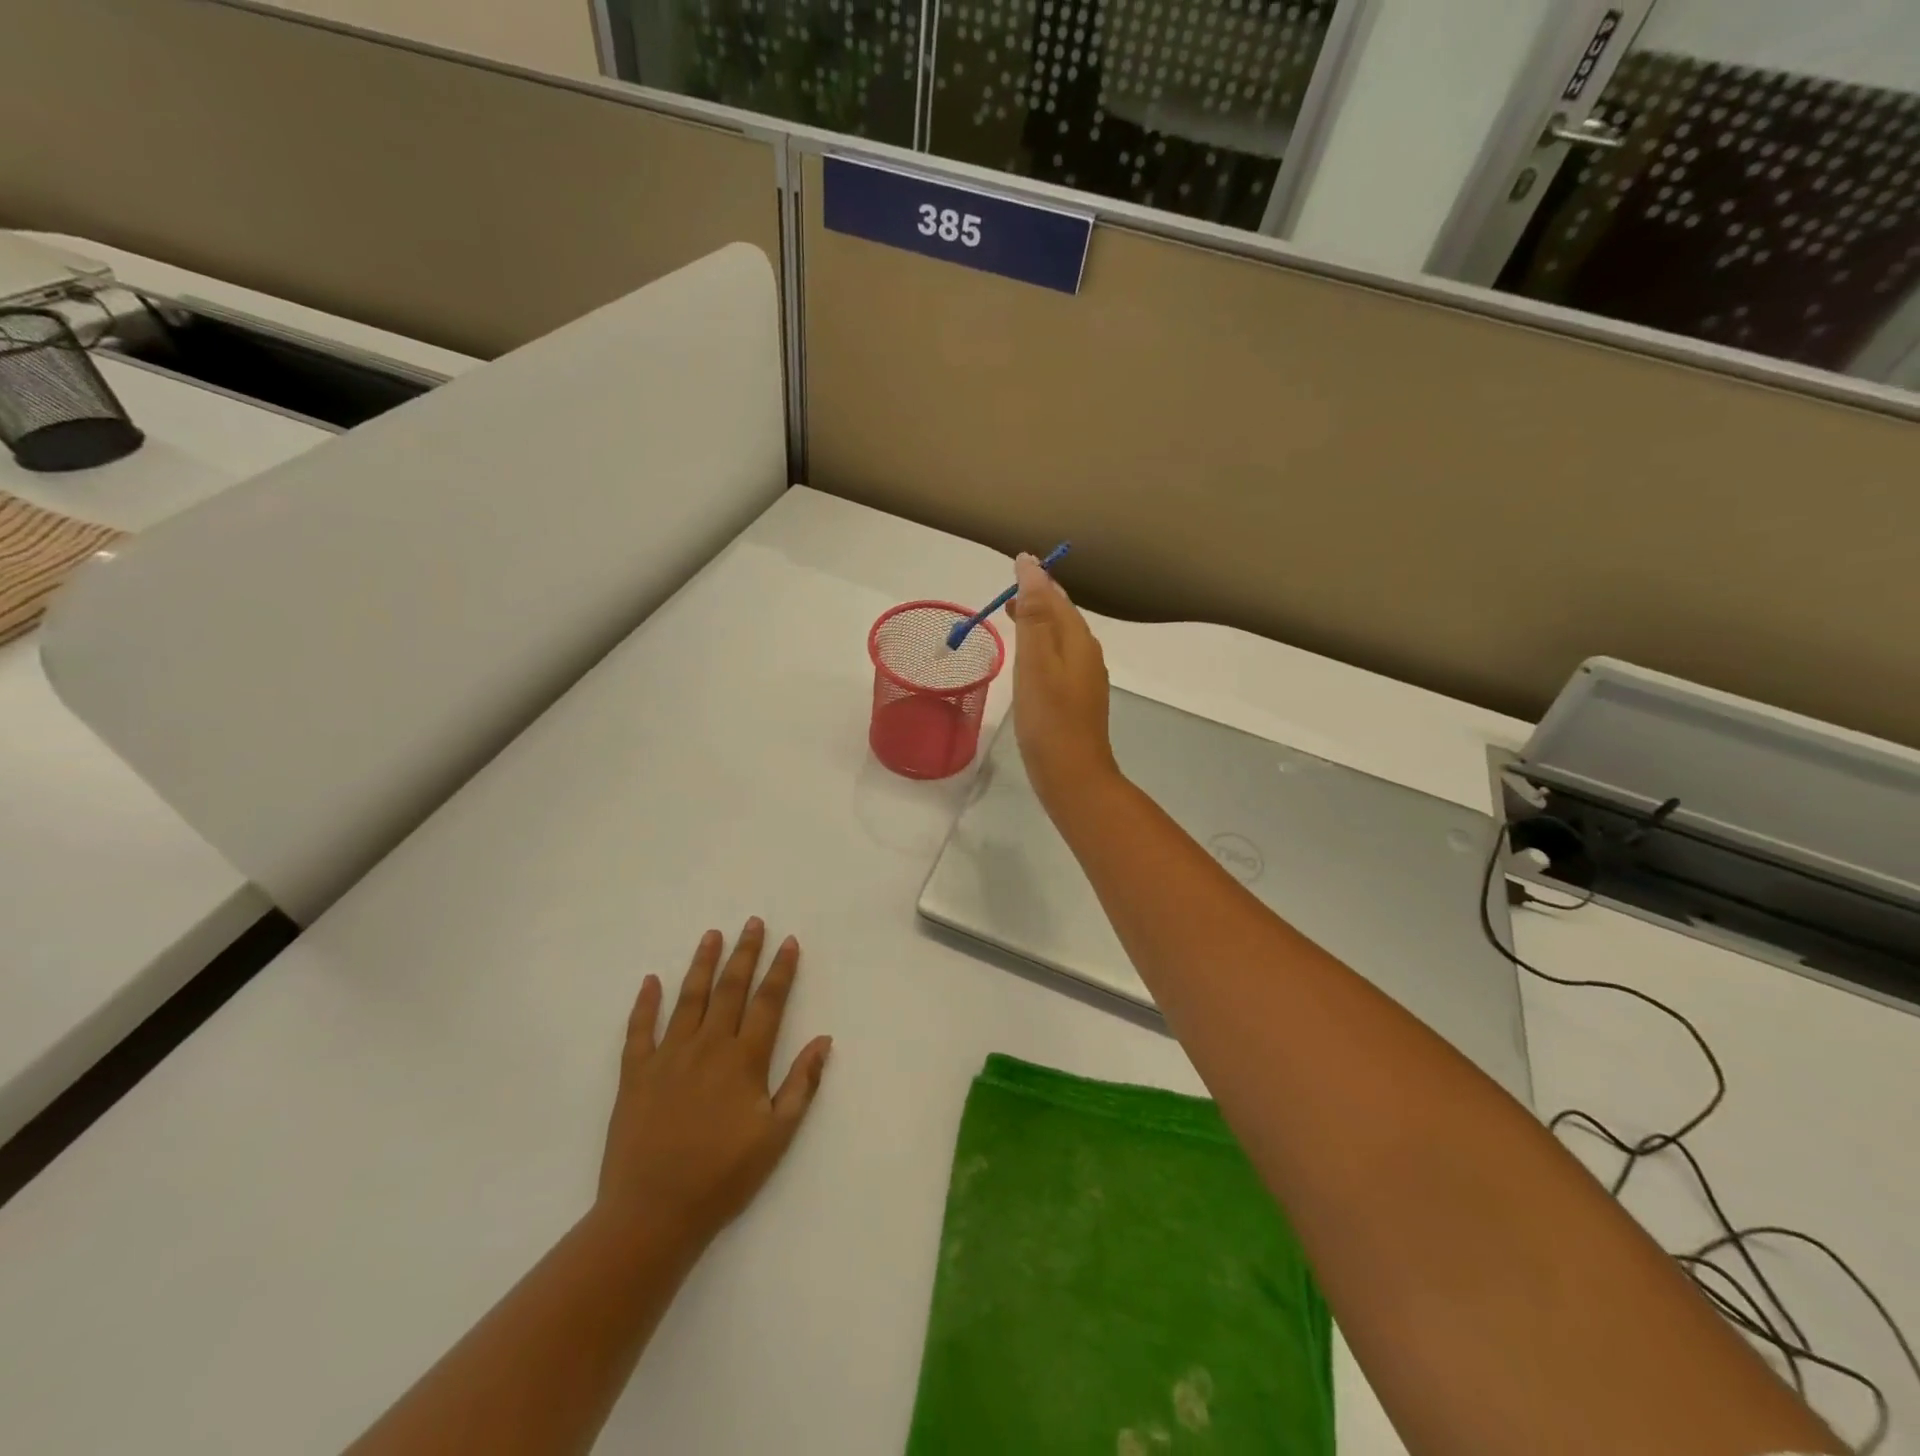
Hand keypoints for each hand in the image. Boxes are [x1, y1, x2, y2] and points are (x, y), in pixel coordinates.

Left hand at [594, 919, 832, 1255]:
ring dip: (702, 964)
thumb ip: (801, 1084)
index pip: (768, 1002)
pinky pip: (639, 1029)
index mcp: (744, 1060)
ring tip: (712, 935)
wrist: (652, 1212)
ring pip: (688, 998)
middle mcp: (708, 1046)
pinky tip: (650, 981)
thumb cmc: (722, 1176)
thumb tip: (824, 1040)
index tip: (788, 942)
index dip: (781, 970)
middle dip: (744, 953)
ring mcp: (668, 1056)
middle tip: (752, 922)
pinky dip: (644, 1003)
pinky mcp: (635, 1074)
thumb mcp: (776, 1136)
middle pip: (730, 989)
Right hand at [1009, 552, 1118, 808]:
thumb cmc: (1049, 718)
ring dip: (1039, 625)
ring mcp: (1085, 679)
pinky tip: (1028, 664)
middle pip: (1062, 616)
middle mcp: (1087, 654)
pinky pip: (1059, 661)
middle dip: (1038, 601)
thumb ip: (1034, 614)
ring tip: (1013, 621)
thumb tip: (1032, 565)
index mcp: (1079, 640)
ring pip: (1061, 639)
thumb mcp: (1035, 661)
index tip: (1014, 566)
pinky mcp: (1077, 701)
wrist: (1072, 776)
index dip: (1037, 580)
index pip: (1058, 597)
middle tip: (1007, 596)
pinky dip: (1042, 650)